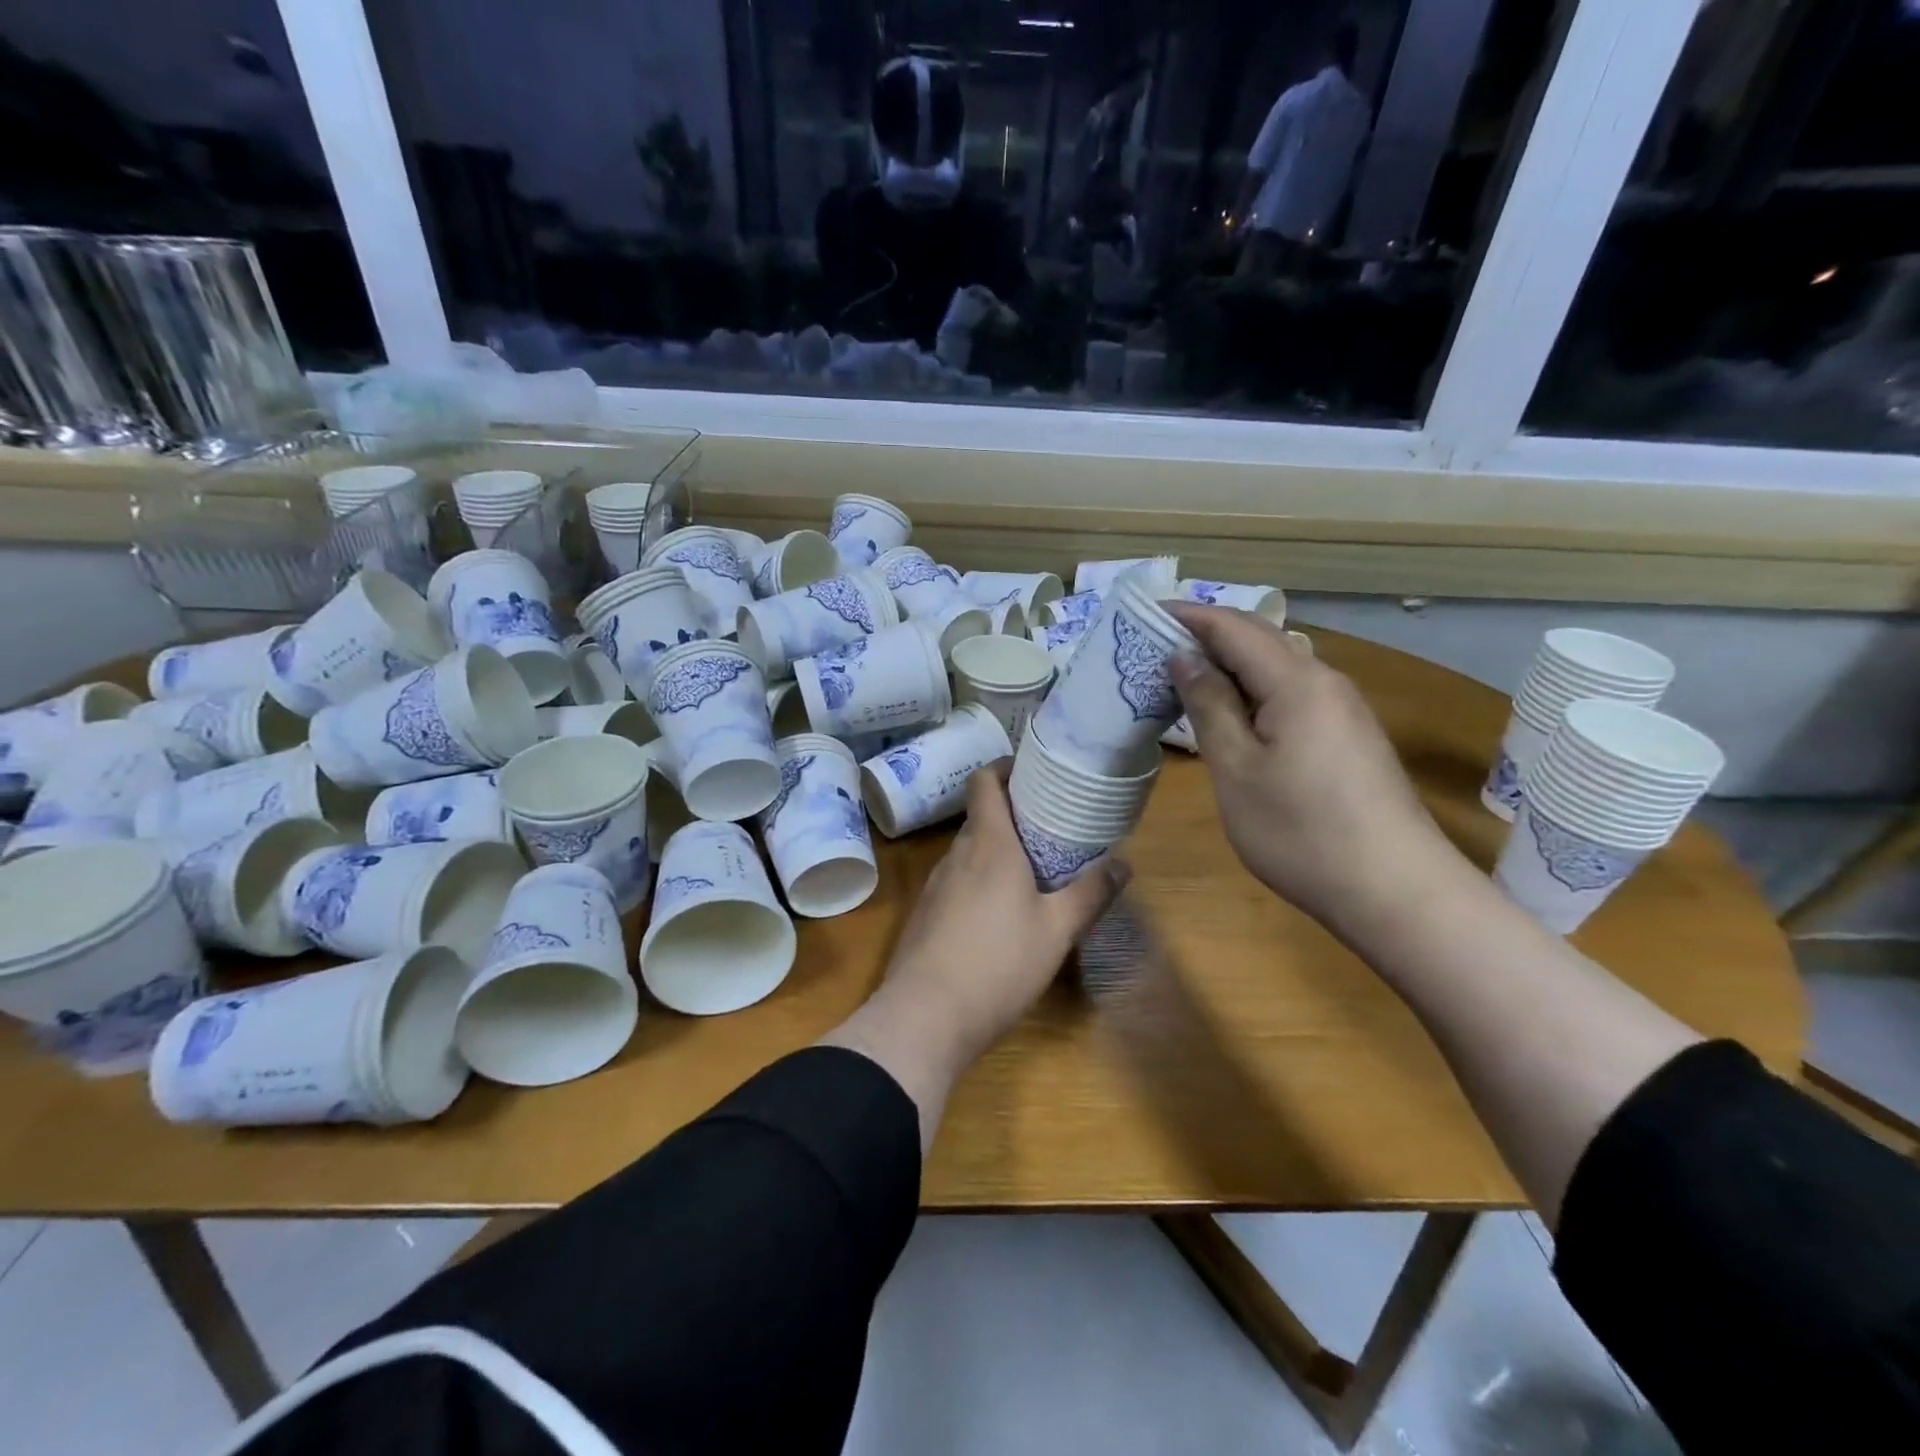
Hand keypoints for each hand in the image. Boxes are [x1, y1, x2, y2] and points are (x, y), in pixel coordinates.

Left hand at [884, 767, 1125, 1059]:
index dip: (1005, 768)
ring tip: (1031, 868)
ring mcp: (935, 885)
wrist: (925, 1016)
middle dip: (1012, 814)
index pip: (984, 781)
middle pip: (980, 816)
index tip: (1033, 774)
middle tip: (1050, 827)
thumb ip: (1091, 894)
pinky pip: (956, 880)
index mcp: (989, 844)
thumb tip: (1125, 864)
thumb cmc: (999, 963)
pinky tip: (999, 911)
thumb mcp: (1057, 931)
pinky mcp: (925, 914)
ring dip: (996, 850)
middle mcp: (957, 855)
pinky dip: (979, 879)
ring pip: (968, 851)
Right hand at [1165, 604, 1458, 940]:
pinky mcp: (1348, 737)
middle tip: (1154, 647)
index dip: (1188, 616)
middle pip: (1259, 639)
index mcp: (1296, 681)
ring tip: (1182, 680)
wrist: (1395, 891)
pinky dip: (1252, 692)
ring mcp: (1342, 710)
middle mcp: (1325, 681)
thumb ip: (1209, 706)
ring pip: (1276, 668)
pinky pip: (1291, 694)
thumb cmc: (1301, 831)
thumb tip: (1185, 657)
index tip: (1142, 615)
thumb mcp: (1236, 769)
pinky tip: (1230, 716)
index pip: (1233, 626)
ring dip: (1228, 666)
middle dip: (1206, 635)